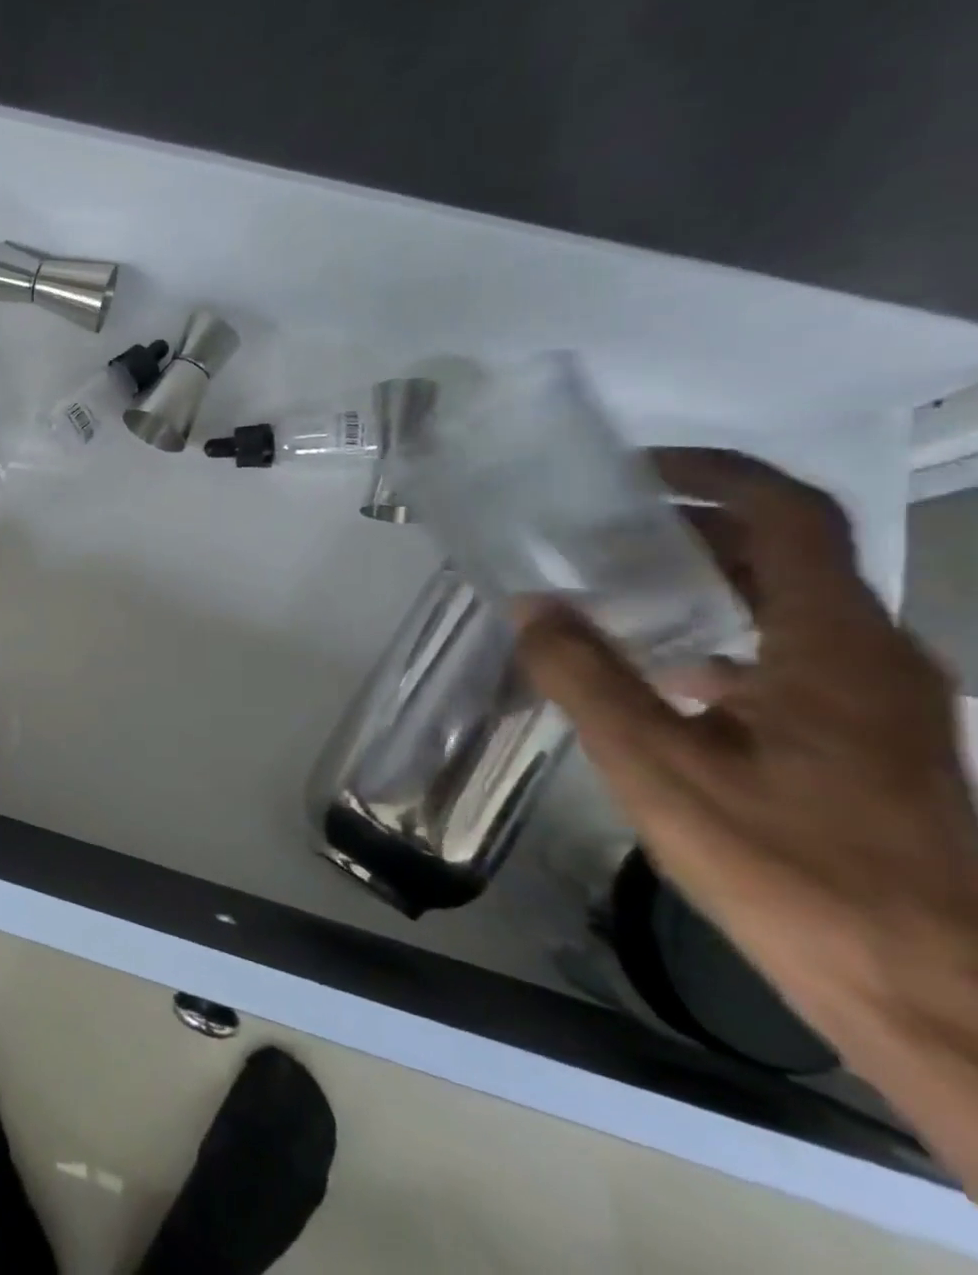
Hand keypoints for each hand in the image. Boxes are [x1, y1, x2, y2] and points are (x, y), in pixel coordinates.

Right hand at [514, 449, 977, 1061]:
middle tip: (602, 532)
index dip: (715, 474)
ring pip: (791, 606)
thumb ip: (587, 676)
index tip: (633, 470)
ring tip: (620, 590)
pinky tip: (669, 676)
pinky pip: (794, 655)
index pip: (789, 516)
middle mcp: (872, 655)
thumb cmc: (788, 865)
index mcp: (834, 644)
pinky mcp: (869, 741)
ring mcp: (880, 701)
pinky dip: (728, 637)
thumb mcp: (656, 766)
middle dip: (694, 527)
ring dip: (709, 582)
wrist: (927, 989)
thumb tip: (532, 604)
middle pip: (787, 555)